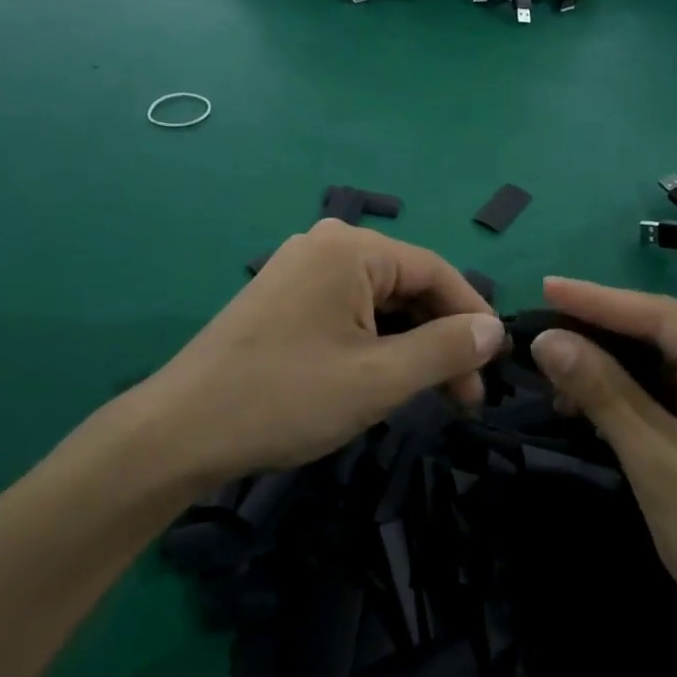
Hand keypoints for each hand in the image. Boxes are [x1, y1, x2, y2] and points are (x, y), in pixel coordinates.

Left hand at [132, 221, 504, 488]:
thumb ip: (444, 349)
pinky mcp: (282, 298)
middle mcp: (325, 245)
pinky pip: (346, 311)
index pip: (434, 270)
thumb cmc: (287, 398)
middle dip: (440, 337)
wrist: (181, 431)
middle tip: (463, 396)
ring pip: (377, 301)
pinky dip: (374, 343)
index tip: (496, 364)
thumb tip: (494, 330)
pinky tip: (383, 379)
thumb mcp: (379, 378)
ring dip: (409, 345)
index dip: (472, 315)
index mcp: (350, 249)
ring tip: (429, 395)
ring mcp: (299, 270)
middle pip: (405, 284)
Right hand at [529, 278, 676, 664]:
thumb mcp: (654, 460)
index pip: (660, 315)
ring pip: (670, 360)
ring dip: (615, 367)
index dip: (595, 300)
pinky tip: (596, 400)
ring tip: (557, 371)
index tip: (543, 285)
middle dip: (602, 334)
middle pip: (666, 333)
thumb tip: (545, 338)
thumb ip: (600, 389)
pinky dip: (638, 393)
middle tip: (541, 328)